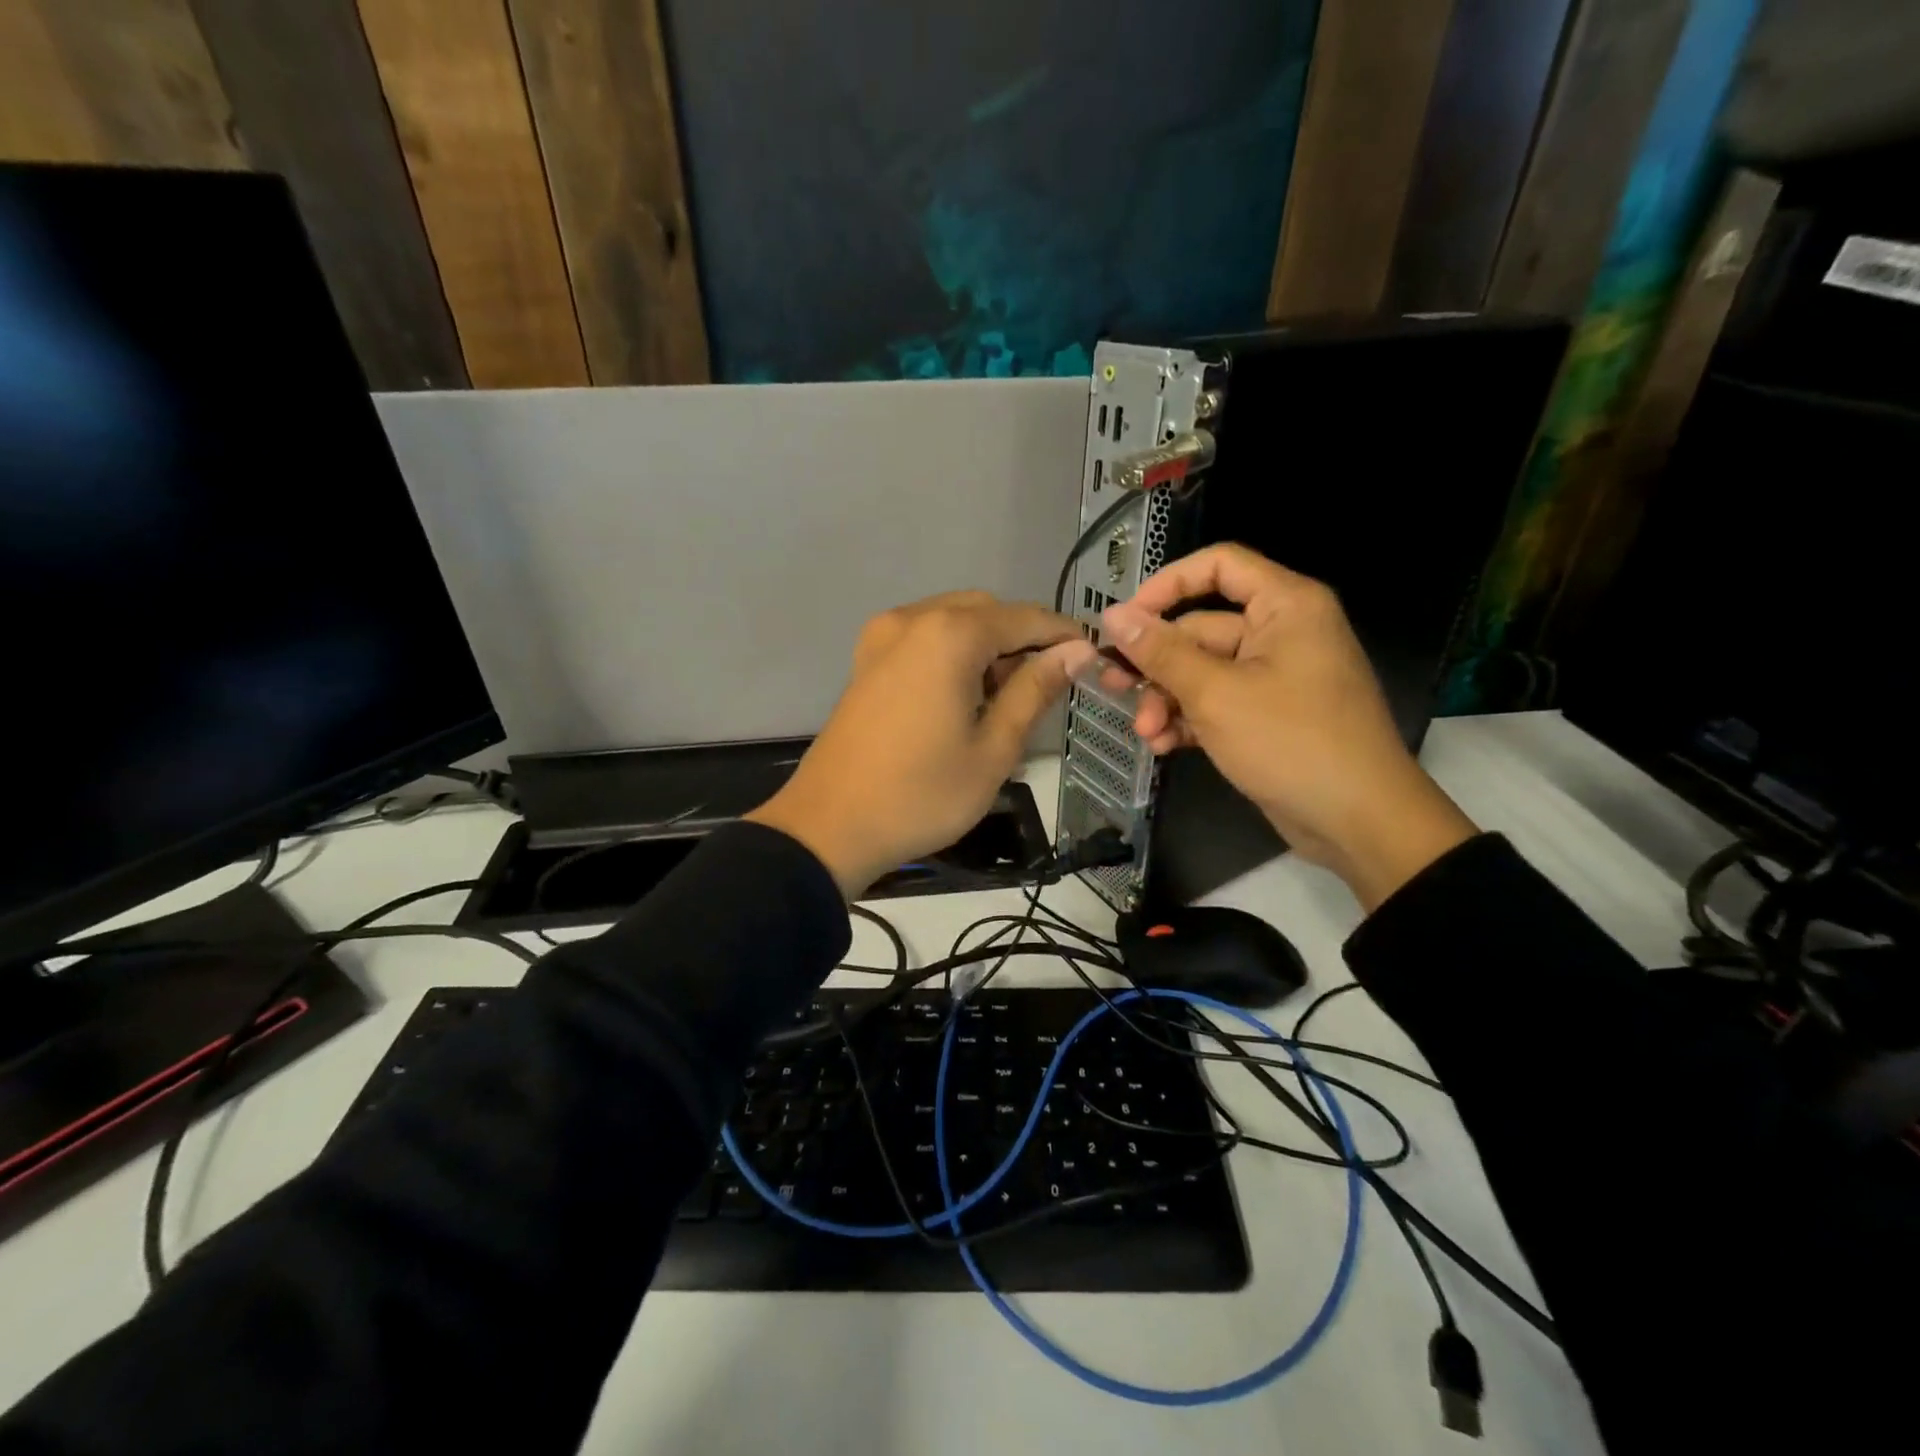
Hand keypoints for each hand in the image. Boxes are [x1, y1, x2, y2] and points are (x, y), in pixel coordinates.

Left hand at [748, 592, 1095, 895]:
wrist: (830, 827)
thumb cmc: (922, 795)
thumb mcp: (994, 749)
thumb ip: (1035, 690)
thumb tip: (1076, 651)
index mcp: (949, 635)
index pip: (1025, 618)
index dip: (1063, 636)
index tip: (1092, 660)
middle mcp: (913, 619)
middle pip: (986, 611)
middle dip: (1022, 640)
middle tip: (1044, 689)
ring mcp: (882, 636)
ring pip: (953, 621)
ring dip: (987, 646)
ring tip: (1002, 700)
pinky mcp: (866, 659)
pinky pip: (923, 637)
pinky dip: (953, 653)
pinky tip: (962, 696)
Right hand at [1100, 545, 1475, 909]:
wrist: (1359, 821)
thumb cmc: (1290, 742)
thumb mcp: (1215, 694)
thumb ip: (1161, 653)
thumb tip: (1113, 616)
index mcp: (1285, 606)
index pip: (1219, 566)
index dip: (1167, 585)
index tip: (1127, 619)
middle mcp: (1282, 632)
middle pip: (1202, 629)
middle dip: (1157, 665)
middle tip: (1113, 687)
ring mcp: (1276, 677)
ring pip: (1204, 671)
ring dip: (1169, 699)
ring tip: (1145, 734)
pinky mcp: (1269, 716)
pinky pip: (1219, 703)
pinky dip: (1190, 720)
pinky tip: (1164, 746)